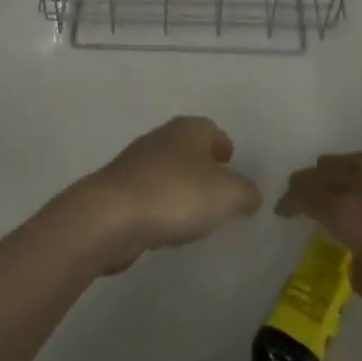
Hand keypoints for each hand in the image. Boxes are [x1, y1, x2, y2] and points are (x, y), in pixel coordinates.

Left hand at [66, 117, 261, 273]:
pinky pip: (150, 197)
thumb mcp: (228, 195)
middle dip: (204, 169)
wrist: (110, 217)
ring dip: (182, 191)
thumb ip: (247, 193)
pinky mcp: (119, 191)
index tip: (232, 167)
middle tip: (219, 195)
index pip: (212, 129)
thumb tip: (250, 195)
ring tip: (196, 218)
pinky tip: (167, 231)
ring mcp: (136, 164)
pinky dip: (161, 209)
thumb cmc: (176, 195)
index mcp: (188, 129)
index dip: (224, 147)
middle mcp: (161, 138)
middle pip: (189, 150)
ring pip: (169, 173)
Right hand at [277, 152, 361, 319]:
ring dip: (329, 170)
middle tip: (297, 194)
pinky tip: (359, 187)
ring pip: (346, 161)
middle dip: (305, 182)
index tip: (281, 211)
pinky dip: (353, 172)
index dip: (289, 202)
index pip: (305, 196)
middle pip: (322, 172)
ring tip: (325, 180)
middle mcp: (359, 185)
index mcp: (343, 209)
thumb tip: (358, 253)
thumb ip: (354, 263)